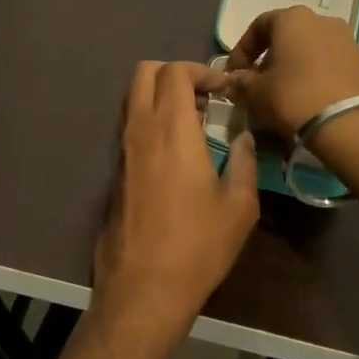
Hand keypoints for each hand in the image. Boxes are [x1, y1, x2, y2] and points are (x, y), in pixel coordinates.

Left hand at [93, 61, 258, 339]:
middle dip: (175, 72)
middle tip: (205, 96)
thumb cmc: (197, 245)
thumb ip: (243, 162)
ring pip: (134, 99)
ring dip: (162, 97)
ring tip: (196, 124)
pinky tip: (178, 152)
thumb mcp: (238, 206)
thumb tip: (242, 139)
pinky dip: (152, 121)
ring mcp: (122, 150)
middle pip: (144, 73)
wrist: (143, 288)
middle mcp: (140, 130)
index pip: (175, 72)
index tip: (225, 88)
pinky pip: (132, 127)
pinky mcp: (115, 171)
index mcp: (171, 129)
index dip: (201, 70)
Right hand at [217, 6, 358, 137]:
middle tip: (256, 85)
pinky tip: (306, 98)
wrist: (352, 124)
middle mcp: (322, 20)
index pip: (258, 26)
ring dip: (291, 68)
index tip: (233, 74)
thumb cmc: (294, 97)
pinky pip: (328, 64)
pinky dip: (313, 76)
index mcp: (292, 18)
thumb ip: (241, 83)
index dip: (241, 51)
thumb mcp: (256, 93)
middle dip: (268, 59)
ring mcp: (346, 39)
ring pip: (308, 50)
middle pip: (286, 37)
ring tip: (282, 94)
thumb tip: (234, 82)